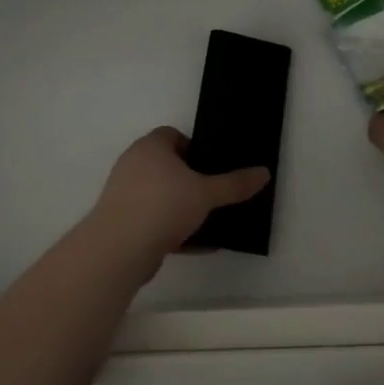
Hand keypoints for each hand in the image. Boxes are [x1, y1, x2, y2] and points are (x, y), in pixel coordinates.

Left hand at [89, 126, 270, 265]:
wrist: (119, 249)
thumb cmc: (163, 206)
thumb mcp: (206, 193)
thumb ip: (234, 184)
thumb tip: (264, 172)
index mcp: (150, 147)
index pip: (172, 135)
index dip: (193, 148)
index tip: (211, 165)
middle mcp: (133, 164)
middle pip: (166, 165)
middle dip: (189, 179)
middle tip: (212, 192)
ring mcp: (124, 194)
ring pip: (159, 195)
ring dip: (180, 207)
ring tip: (207, 220)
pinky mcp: (121, 222)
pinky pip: (152, 220)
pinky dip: (172, 229)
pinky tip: (196, 245)